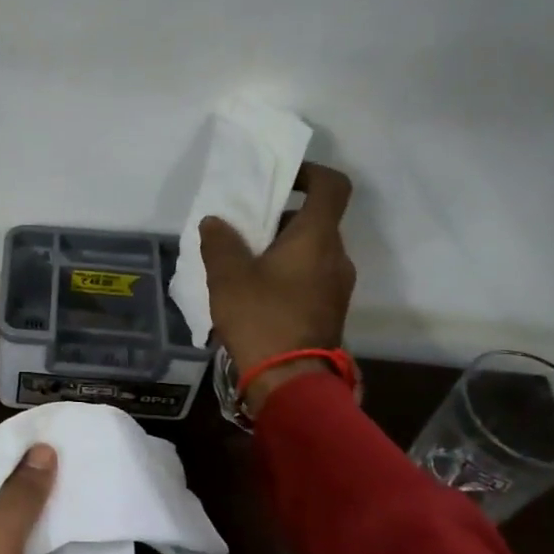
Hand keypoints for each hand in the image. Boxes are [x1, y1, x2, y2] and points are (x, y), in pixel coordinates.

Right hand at [200, 162, 356, 414]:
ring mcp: (338, 285)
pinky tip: (257, 291)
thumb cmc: (261, 317)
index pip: (332, 186)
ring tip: (245, 263)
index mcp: (317, 238)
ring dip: (283, 248)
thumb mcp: (228, 277)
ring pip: (313, 250)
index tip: (280, 180)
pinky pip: (312, 275)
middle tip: (246, 228)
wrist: (290, 380)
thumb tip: (215, 222)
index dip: (309, 173)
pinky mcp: (330, 309)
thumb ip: (220, 242)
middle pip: (317, 220)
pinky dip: (289, 272)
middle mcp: (337, 256)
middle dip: (282, 217)